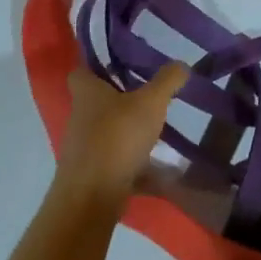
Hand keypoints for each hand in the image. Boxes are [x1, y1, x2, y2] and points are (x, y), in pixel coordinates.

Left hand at [51, 63, 188, 211]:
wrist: (92, 196)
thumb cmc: (118, 137)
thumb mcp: (151, 102)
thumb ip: (167, 81)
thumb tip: (181, 64)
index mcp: (87, 93)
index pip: (82, 70)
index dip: (97, 64)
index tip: (120, 63)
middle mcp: (79, 116)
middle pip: (96, 101)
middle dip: (119, 98)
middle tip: (148, 94)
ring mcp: (82, 146)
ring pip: (106, 130)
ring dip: (127, 129)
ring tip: (157, 128)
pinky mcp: (91, 172)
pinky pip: (114, 158)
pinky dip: (132, 159)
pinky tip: (157, 164)